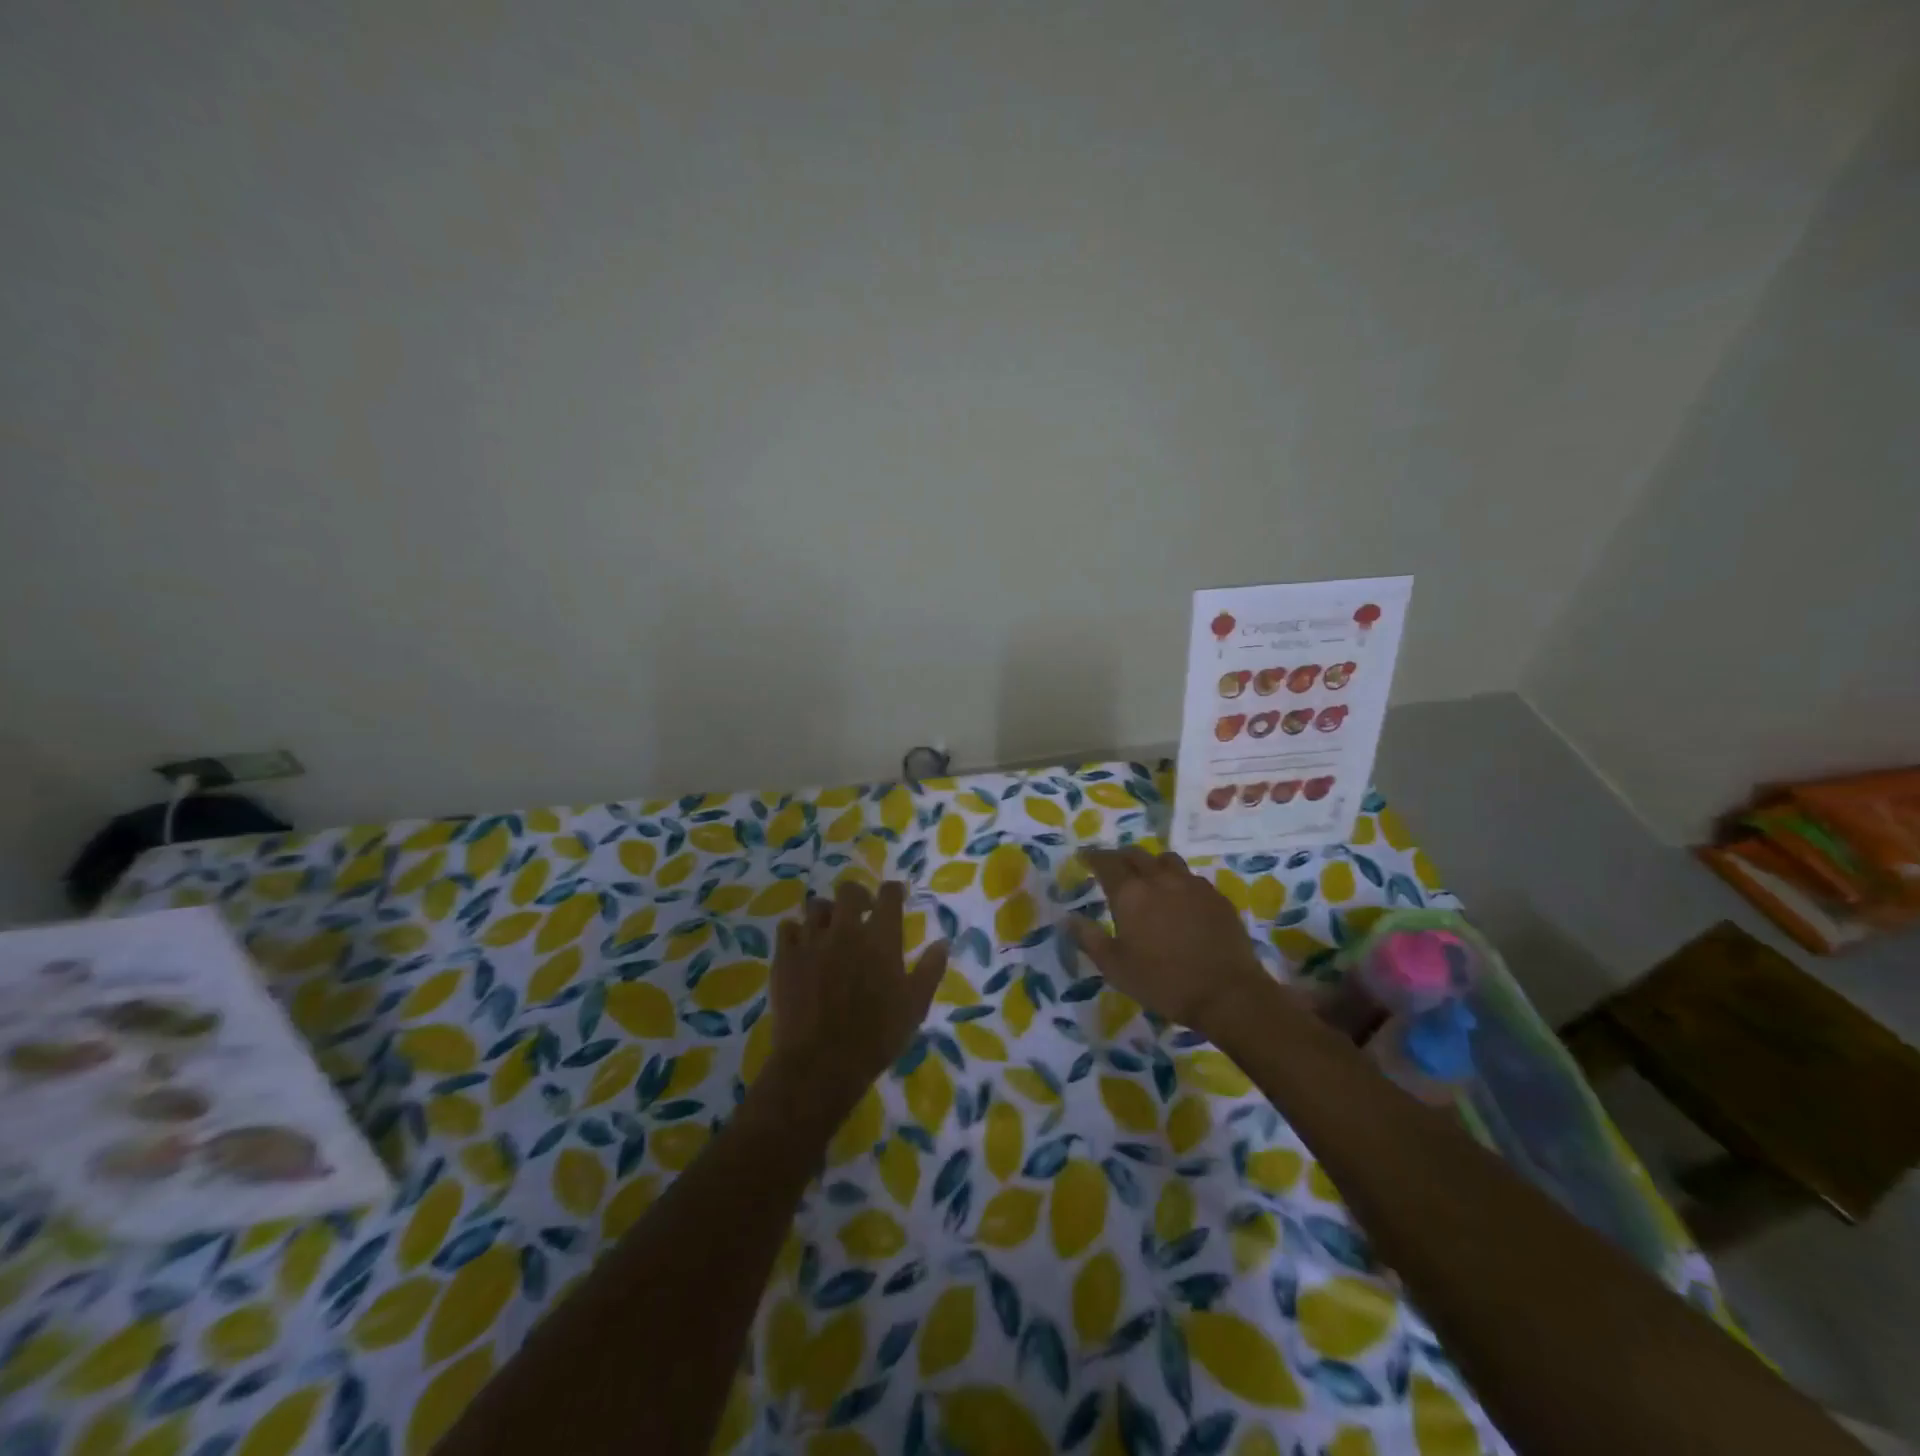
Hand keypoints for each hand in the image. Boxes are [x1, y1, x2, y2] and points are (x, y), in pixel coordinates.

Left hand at [764, 880, 948, 1122]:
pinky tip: (802, 946)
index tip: (895, 897)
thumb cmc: (876, 1037)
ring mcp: (811, 940)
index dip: (892, 891)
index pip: (888, 894)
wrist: (820, 1064)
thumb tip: (943, 942)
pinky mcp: (785, 957)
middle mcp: (846, 929)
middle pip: (849, 890)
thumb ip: (930, 970)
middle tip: (862, 913)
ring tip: (830, 930)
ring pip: (816, 906)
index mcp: (880, 938)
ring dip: (827, 914)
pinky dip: (796, 932)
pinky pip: (787, 928)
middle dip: (858, 896)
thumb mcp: (915, 1006)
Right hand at [1069, 847, 1273, 1038]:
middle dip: (1120, 857)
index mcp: (1130, 893)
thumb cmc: (1163, 982)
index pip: (1106, 862)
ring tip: (1148, 877)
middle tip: (1112, 867)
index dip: (1093, 857)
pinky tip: (1179, 897)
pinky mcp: (1216, 896)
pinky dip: (1177, 880)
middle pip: (1136, 854)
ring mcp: (1192, 885)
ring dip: (1151, 863)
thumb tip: (1069, 918)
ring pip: (1166, 860)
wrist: (1227, 993)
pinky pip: (1191, 877)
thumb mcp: (1115, 968)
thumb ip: (1089, 939)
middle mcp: (1159, 879)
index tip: (1084, 857)